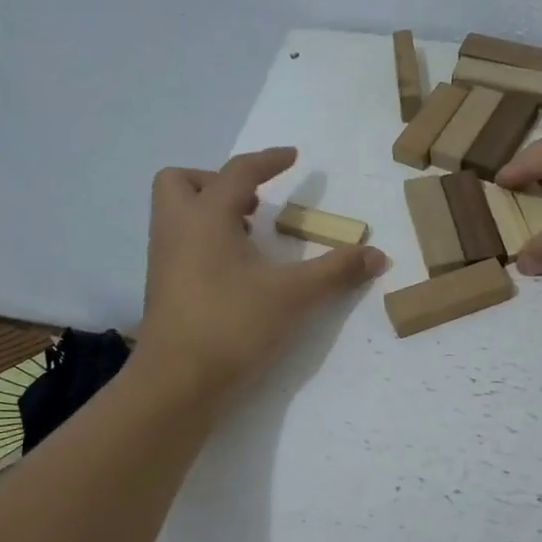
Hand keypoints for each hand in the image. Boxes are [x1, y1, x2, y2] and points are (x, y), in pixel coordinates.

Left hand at [137, 148, 387, 399]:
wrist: (176, 383)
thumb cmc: (232, 326)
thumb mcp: (294, 296)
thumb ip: (337, 271)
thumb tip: (378, 255)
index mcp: (205, 218)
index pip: (238, 173)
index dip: (268, 161)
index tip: (292, 157)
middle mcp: (177, 230)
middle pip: (182, 182)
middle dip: (217, 182)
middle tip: (254, 204)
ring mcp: (164, 261)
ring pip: (178, 214)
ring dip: (212, 212)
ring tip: (251, 235)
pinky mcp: (163, 288)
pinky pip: (181, 244)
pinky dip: (207, 240)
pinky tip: (238, 270)